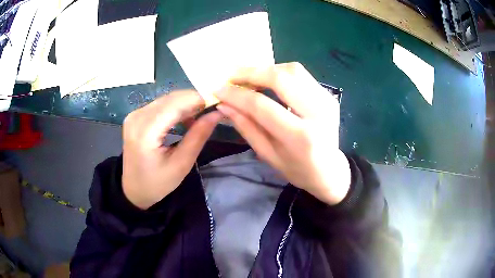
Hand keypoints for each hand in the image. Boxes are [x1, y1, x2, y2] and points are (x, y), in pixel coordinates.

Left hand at [122, 90, 221, 208]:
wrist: (133, 189)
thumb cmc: (157, 183)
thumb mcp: (181, 164)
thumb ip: (198, 136)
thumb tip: (217, 113)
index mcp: (145, 132)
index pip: (176, 104)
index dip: (199, 98)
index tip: (219, 101)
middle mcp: (137, 117)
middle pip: (171, 98)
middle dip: (194, 100)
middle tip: (214, 109)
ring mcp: (134, 115)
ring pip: (167, 99)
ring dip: (186, 103)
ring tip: (202, 115)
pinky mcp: (135, 116)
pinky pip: (160, 105)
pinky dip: (175, 108)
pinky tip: (185, 118)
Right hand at [215, 62, 349, 204]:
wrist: (331, 171)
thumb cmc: (298, 170)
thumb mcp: (268, 155)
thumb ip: (246, 127)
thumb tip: (224, 104)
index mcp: (301, 137)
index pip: (263, 106)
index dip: (237, 95)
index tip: (218, 89)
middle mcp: (318, 113)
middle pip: (281, 78)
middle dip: (251, 72)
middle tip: (231, 76)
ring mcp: (327, 100)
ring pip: (292, 70)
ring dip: (266, 69)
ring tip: (247, 78)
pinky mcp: (329, 95)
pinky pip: (300, 75)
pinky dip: (279, 73)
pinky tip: (267, 81)